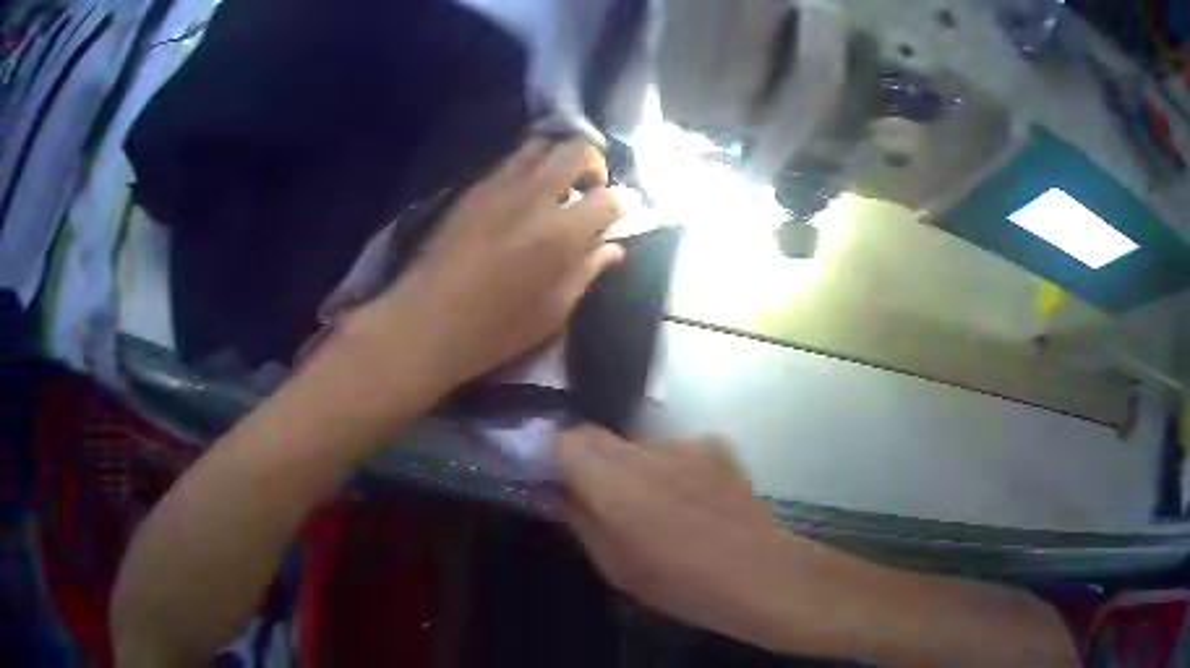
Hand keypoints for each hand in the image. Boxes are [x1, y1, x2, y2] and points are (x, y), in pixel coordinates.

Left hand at [367, 138, 631, 394]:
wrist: (427, 321)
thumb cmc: (496, 329)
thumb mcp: (553, 312)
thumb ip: (587, 272)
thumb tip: (612, 248)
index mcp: (561, 233)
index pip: (609, 198)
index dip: (625, 202)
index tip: (626, 209)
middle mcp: (534, 197)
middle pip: (576, 150)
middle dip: (595, 163)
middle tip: (592, 190)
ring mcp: (499, 187)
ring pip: (541, 145)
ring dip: (559, 157)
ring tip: (559, 186)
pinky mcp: (474, 189)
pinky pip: (511, 161)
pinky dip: (530, 166)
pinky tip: (526, 194)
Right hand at [550, 426, 804, 651]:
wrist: (760, 573)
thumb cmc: (681, 584)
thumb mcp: (616, 567)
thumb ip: (578, 521)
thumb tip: (553, 491)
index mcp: (613, 485)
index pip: (564, 440)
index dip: (554, 457)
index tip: (554, 480)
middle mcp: (645, 452)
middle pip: (597, 436)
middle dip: (589, 462)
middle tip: (601, 500)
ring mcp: (685, 444)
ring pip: (637, 444)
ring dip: (633, 467)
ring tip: (658, 507)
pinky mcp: (716, 445)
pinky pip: (675, 450)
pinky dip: (671, 468)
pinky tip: (693, 500)